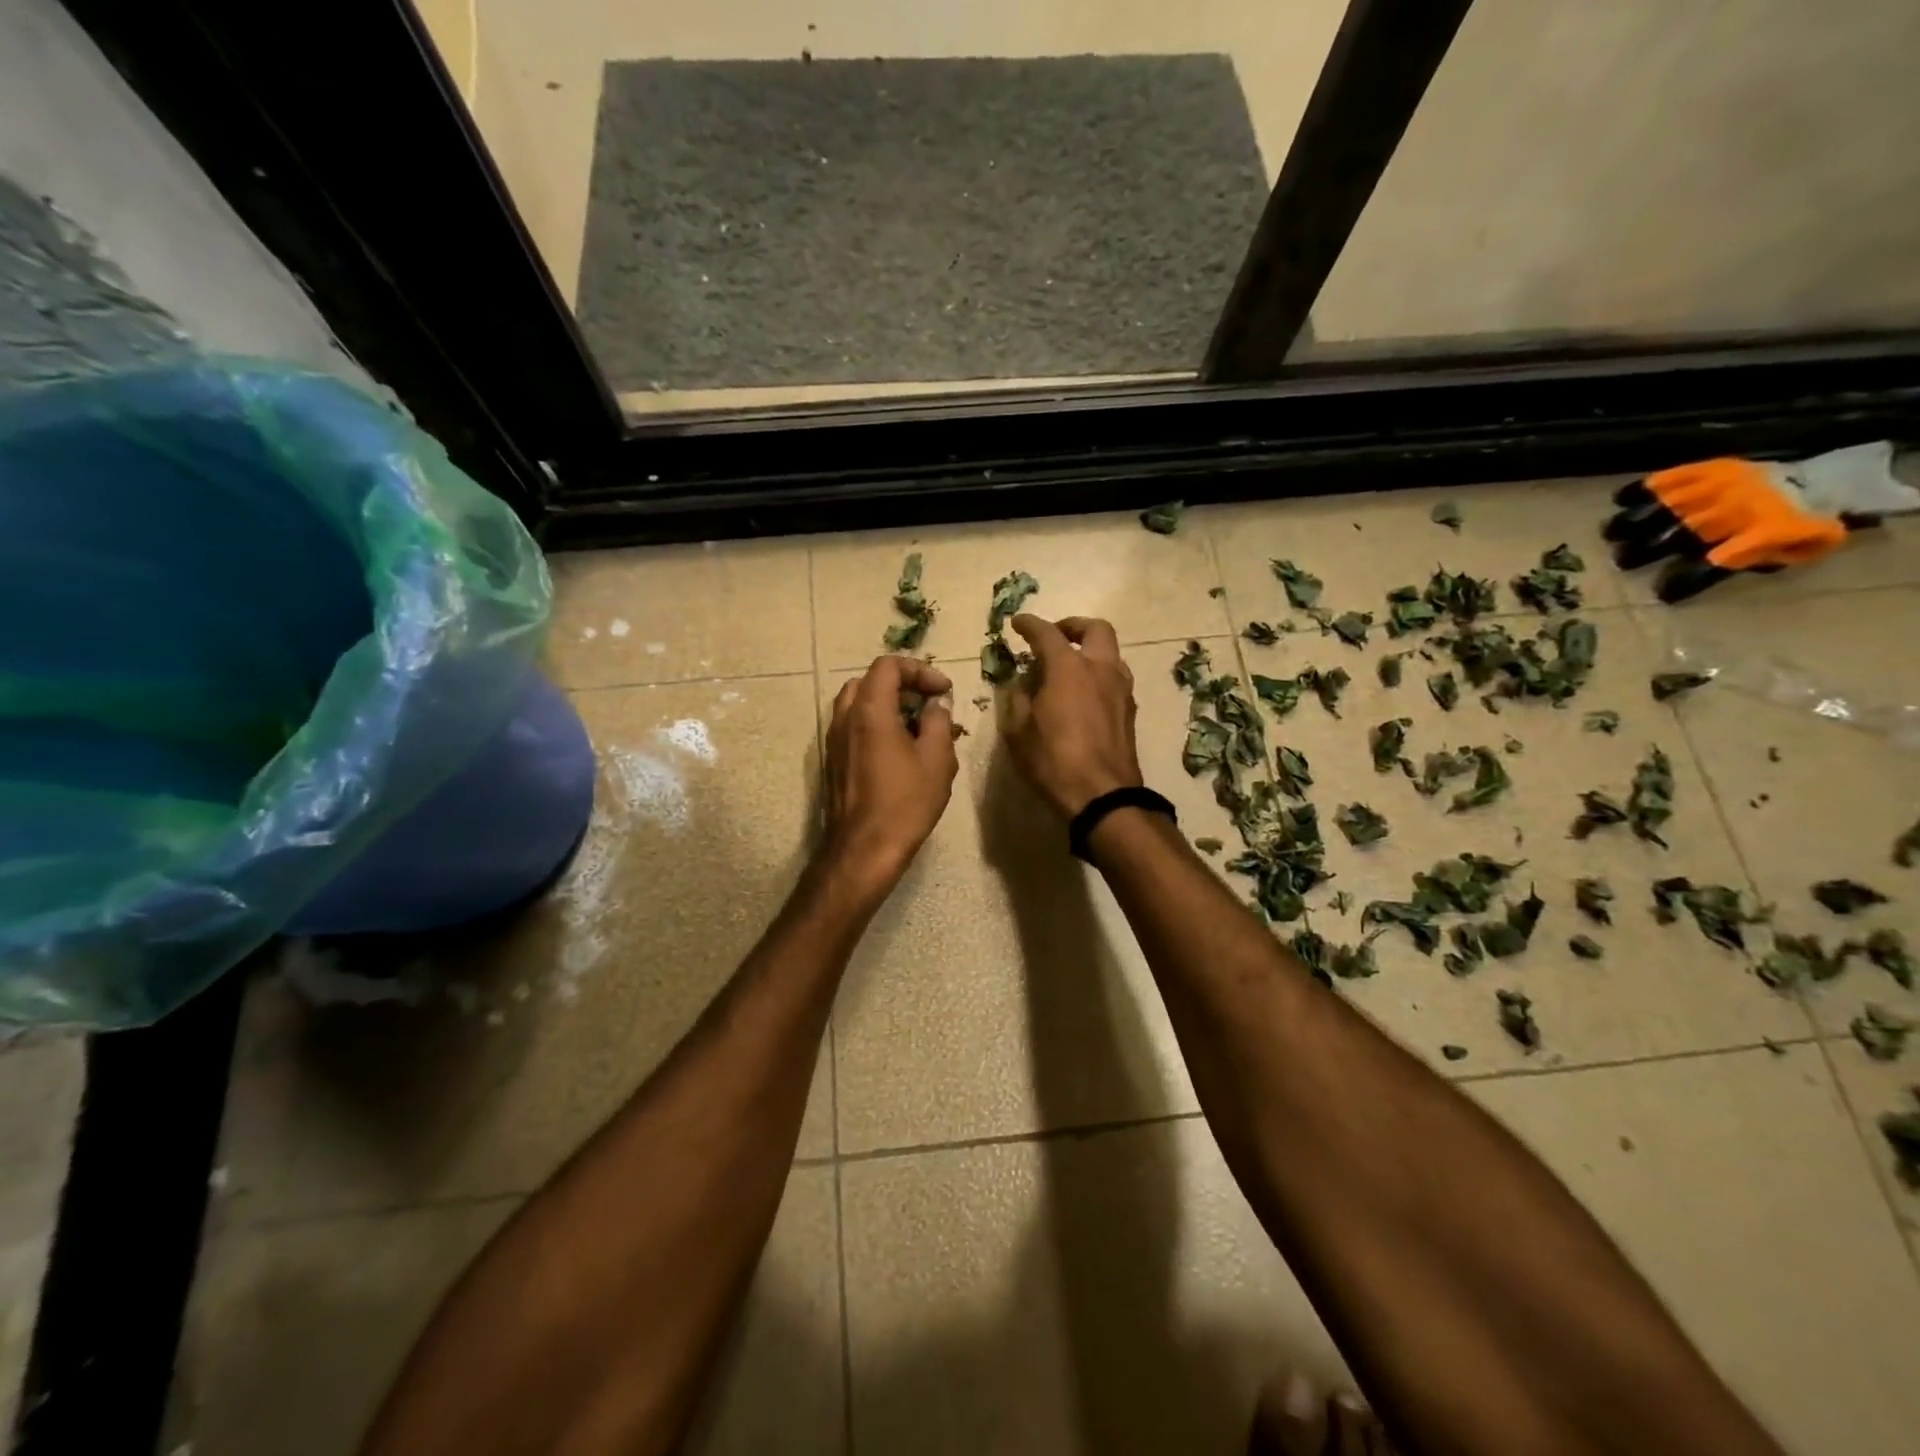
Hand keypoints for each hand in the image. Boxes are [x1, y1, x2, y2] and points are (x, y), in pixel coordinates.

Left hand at [821, 655, 958, 886]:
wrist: (863, 850)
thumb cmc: (905, 803)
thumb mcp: (937, 760)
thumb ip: (939, 722)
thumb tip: (937, 704)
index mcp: (869, 711)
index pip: (888, 666)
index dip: (919, 670)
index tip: (943, 691)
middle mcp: (845, 718)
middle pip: (869, 682)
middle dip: (902, 686)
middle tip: (928, 704)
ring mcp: (833, 741)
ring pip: (858, 705)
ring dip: (888, 706)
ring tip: (917, 728)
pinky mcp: (832, 762)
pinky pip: (853, 728)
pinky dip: (875, 725)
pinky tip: (899, 751)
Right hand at [1001, 615, 1143, 818]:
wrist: (1102, 796)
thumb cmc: (1053, 761)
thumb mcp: (1018, 731)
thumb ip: (1017, 699)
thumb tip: (1022, 685)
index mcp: (1069, 668)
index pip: (1047, 633)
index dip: (1029, 624)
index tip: (1017, 623)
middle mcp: (1100, 669)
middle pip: (1095, 629)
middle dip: (1073, 626)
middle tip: (1055, 636)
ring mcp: (1120, 689)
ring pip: (1110, 653)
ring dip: (1090, 651)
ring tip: (1069, 668)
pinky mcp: (1129, 711)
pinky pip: (1115, 678)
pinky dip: (1098, 675)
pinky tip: (1083, 694)